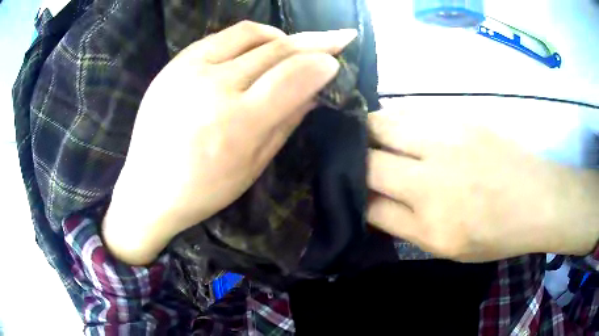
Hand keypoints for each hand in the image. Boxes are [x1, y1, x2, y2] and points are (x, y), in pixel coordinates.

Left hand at [103, 21, 357, 264]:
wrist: (148, 188)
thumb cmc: (203, 190)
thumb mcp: (253, 167)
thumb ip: (286, 123)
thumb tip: (314, 90)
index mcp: (238, 123)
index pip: (293, 76)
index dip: (322, 62)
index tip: (337, 59)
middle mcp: (215, 87)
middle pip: (276, 50)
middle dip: (313, 41)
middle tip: (336, 38)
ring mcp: (190, 69)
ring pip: (250, 34)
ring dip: (281, 36)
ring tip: (292, 46)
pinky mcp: (175, 63)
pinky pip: (221, 37)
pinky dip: (248, 38)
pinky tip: (256, 49)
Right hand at [366, 109, 598, 261]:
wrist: (537, 199)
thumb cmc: (496, 233)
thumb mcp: (447, 248)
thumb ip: (405, 226)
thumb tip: (372, 202)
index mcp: (431, 225)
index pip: (368, 205)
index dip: (353, 198)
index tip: (351, 191)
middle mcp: (433, 180)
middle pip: (368, 160)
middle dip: (352, 161)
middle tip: (353, 160)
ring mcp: (446, 140)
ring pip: (383, 123)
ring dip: (369, 132)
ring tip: (372, 138)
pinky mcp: (458, 116)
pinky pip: (410, 110)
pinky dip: (396, 118)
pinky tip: (401, 127)